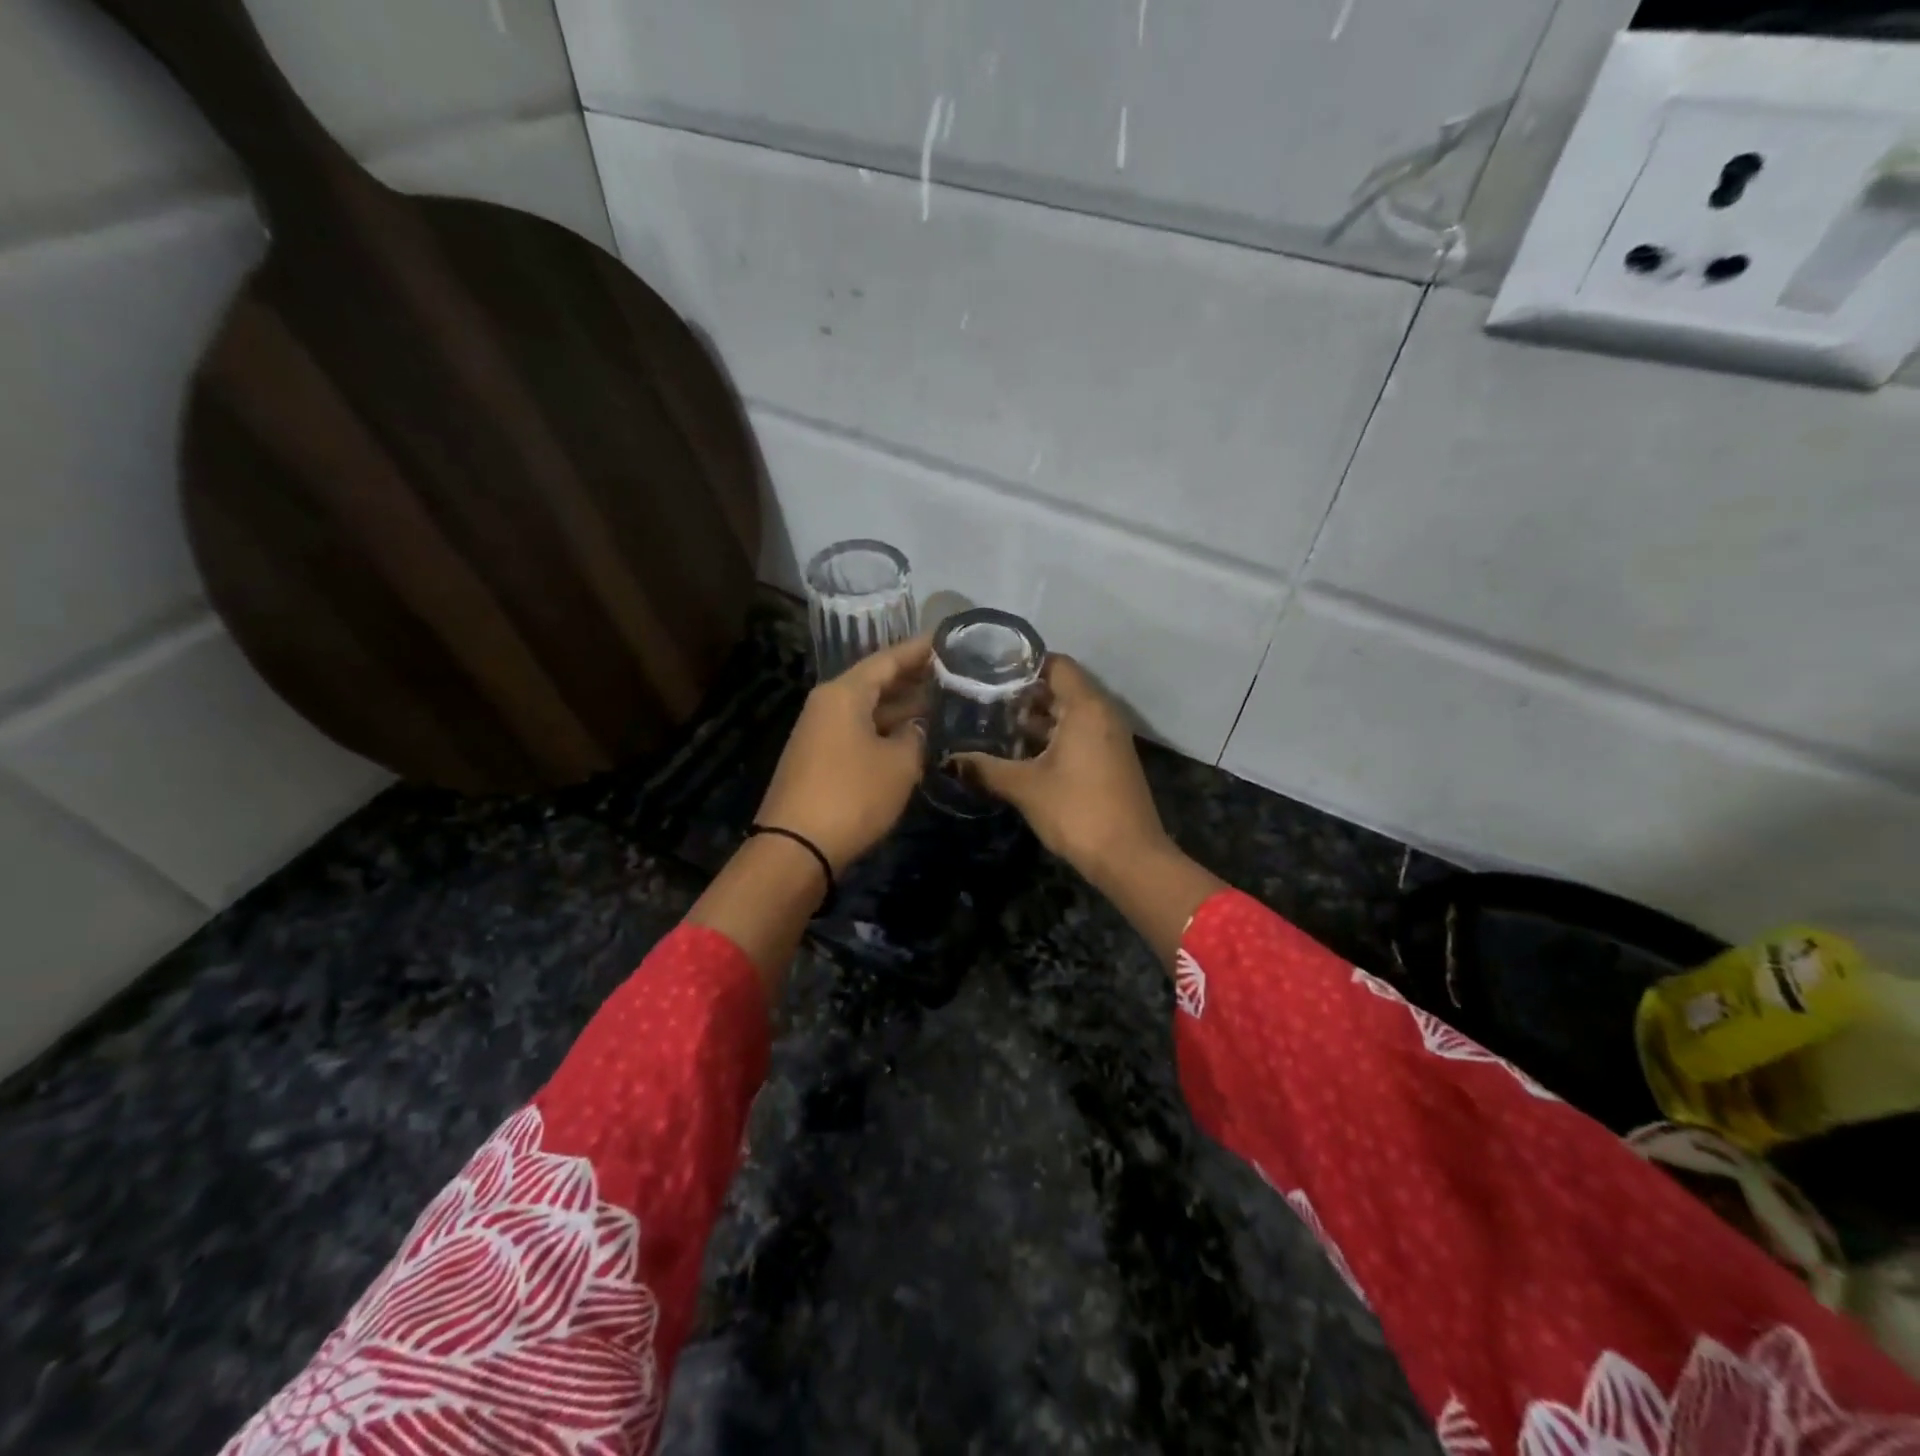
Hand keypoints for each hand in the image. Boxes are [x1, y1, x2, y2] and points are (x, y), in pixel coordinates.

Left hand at [755, 635, 932, 874]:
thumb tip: (917, 728)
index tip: (949, 640)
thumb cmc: (852, 796)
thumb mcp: (899, 764)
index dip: (920, 650)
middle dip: (914, 678)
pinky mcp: (820, 758)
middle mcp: (828, 703)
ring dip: (902, 707)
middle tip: (954, 673)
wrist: (796, 847)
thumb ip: (916, 737)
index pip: (888, 659)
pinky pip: (859, 730)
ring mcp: (821, 731)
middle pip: (876, 681)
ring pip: (868, 708)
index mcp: (844, 693)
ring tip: (942, 703)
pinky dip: (886, 729)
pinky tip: (912, 736)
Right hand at [955, 654, 1169, 880]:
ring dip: (1035, 719)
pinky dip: (1050, 737)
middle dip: (1023, 694)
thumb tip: (950, 759)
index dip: (1023, 663)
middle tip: (982, 698)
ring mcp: (1108, 738)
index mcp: (1086, 707)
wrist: (1129, 858)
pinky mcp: (1109, 760)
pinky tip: (1018, 754)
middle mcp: (1102, 714)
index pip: (1056, 664)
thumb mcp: (1025, 787)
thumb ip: (986, 768)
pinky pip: (1077, 734)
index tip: (989, 670)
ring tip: (993, 725)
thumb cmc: (1077, 810)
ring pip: (1067, 714)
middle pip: (1060, 688)